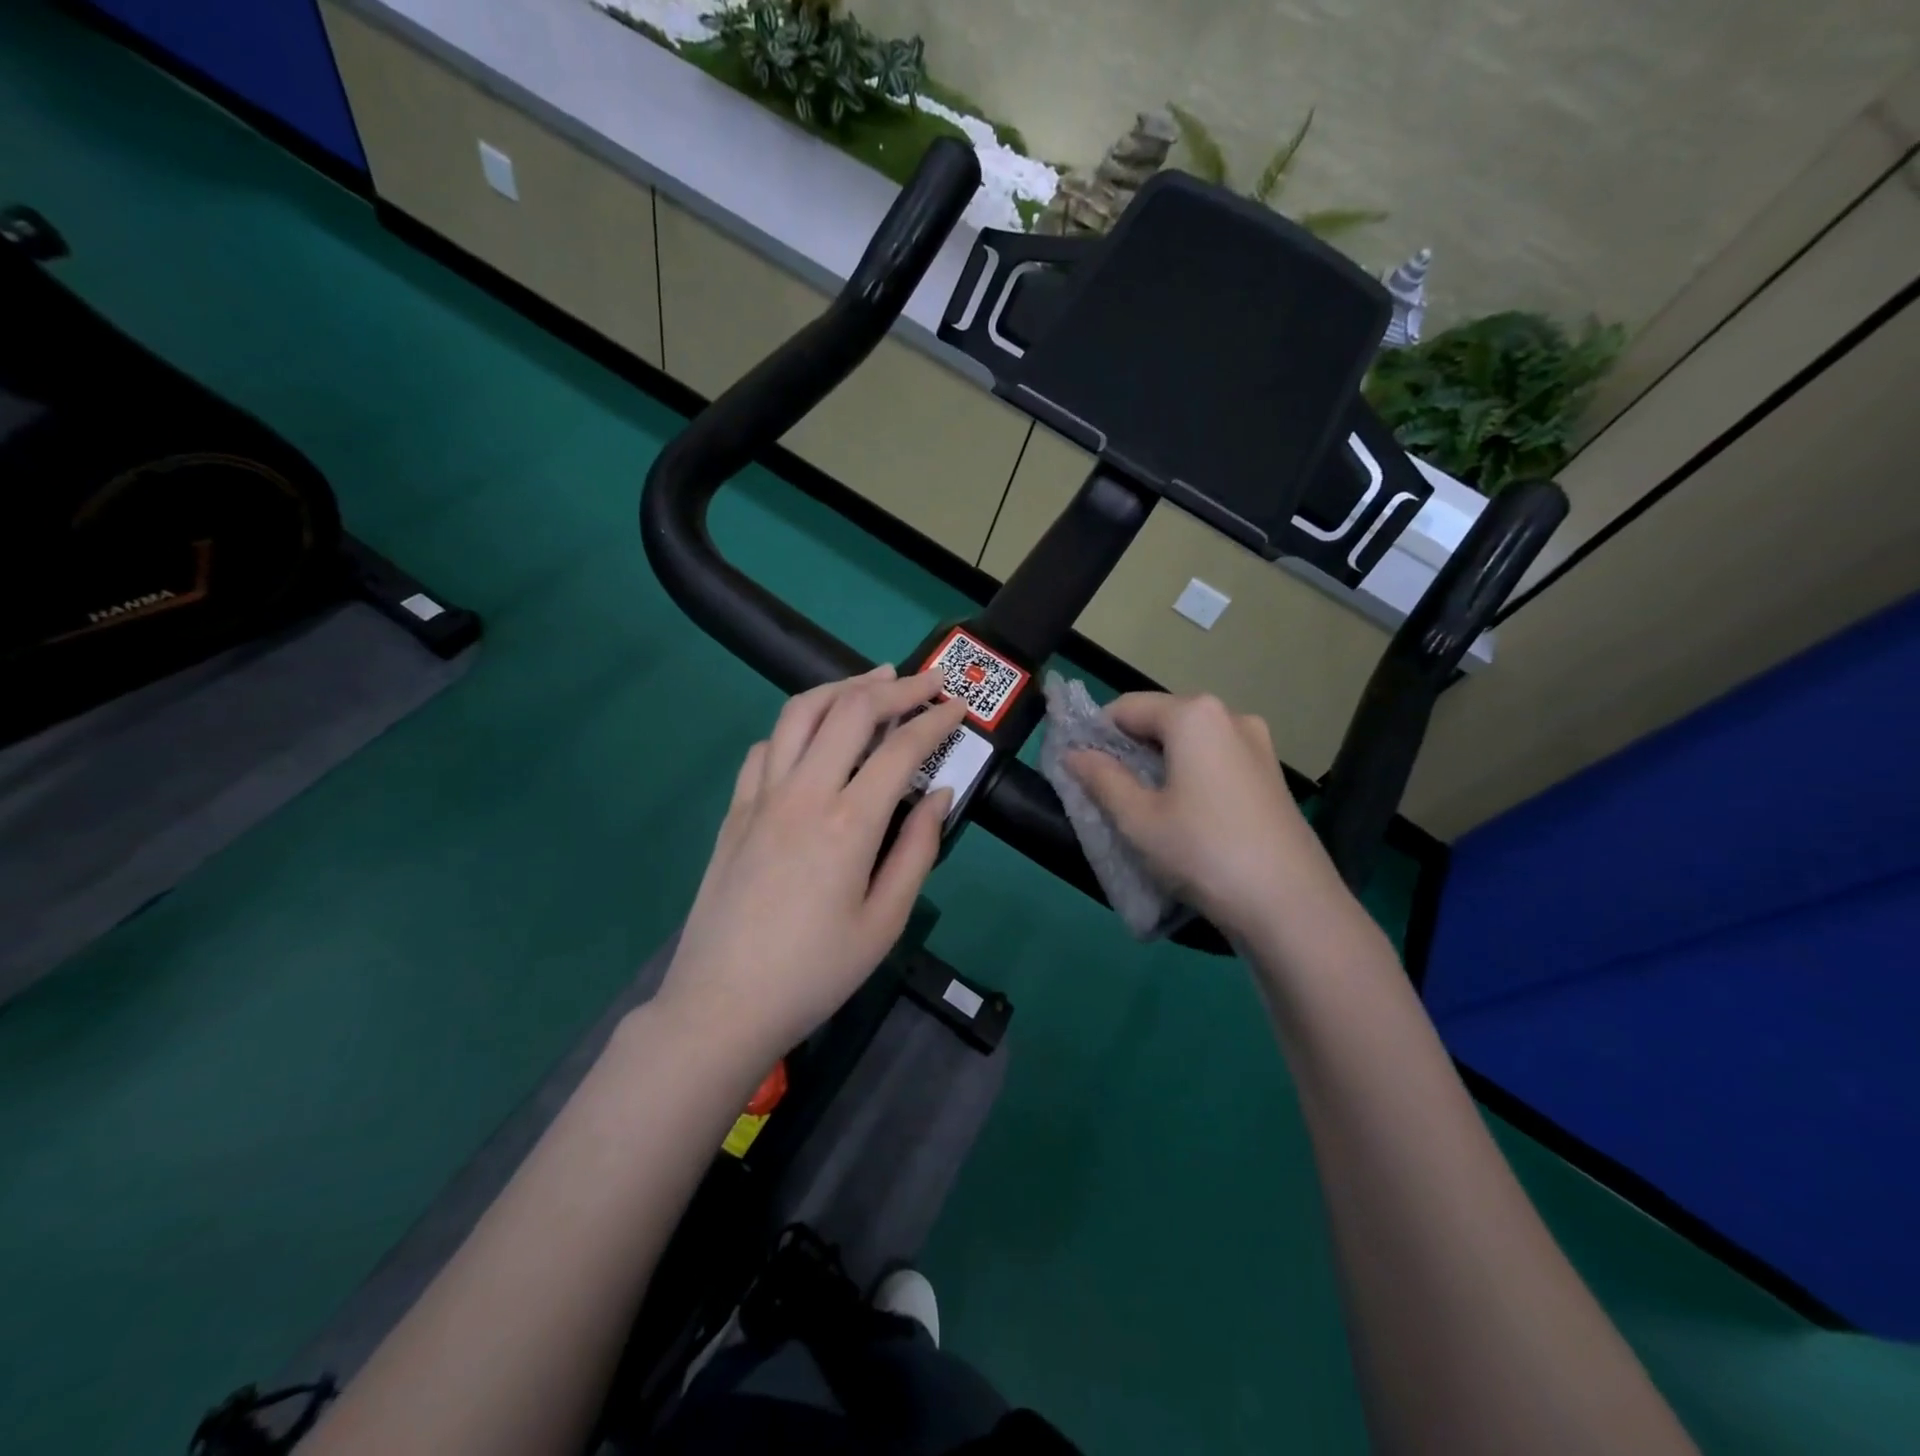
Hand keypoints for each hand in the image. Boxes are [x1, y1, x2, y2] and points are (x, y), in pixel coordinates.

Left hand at [657, 666, 967, 1067]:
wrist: (722, 1004)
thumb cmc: (815, 972)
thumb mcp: (884, 922)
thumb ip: (917, 850)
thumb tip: (939, 794)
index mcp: (848, 823)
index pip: (900, 747)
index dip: (934, 721)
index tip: (958, 709)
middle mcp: (803, 793)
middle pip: (850, 711)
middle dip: (895, 687)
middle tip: (926, 681)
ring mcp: (761, 797)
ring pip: (800, 713)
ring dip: (841, 688)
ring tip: (872, 681)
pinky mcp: (735, 810)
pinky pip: (767, 748)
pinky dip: (797, 727)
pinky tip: (813, 737)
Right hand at [1066, 692, 1341, 939]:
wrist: (1291, 904)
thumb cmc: (1203, 852)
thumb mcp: (1138, 818)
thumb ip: (1101, 778)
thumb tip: (1072, 753)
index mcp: (1194, 716)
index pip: (1127, 707)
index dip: (1097, 735)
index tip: (1081, 771)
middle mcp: (1230, 716)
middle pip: (1161, 720)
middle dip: (1130, 750)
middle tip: (1110, 794)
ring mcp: (1258, 744)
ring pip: (1190, 742)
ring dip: (1161, 764)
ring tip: (1147, 809)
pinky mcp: (1272, 774)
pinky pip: (1216, 760)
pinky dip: (1191, 775)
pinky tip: (1187, 816)